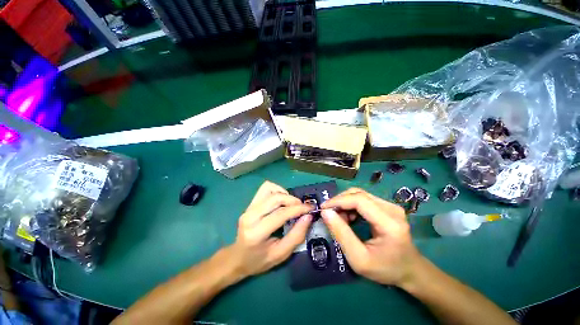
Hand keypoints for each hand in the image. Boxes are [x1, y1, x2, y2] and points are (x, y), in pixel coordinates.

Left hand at [227, 181, 312, 278]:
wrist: (238, 257)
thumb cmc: (259, 260)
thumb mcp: (281, 254)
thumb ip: (296, 235)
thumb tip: (308, 216)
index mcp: (256, 232)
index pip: (280, 213)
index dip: (298, 209)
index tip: (311, 208)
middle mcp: (250, 216)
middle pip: (275, 198)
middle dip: (293, 200)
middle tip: (302, 208)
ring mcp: (248, 208)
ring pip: (269, 189)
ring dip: (284, 194)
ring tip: (291, 204)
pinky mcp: (250, 204)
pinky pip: (265, 188)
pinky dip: (277, 191)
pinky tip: (281, 201)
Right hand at [321, 188, 421, 286]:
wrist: (409, 270)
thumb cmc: (385, 269)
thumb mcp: (359, 259)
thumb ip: (341, 234)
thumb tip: (325, 213)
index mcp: (389, 223)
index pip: (359, 200)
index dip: (338, 201)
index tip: (323, 208)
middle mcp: (392, 209)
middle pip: (359, 194)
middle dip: (340, 202)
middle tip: (330, 216)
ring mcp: (391, 206)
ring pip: (360, 194)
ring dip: (345, 203)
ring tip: (341, 219)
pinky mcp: (387, 206)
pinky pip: (364, 199)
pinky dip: (352, 205)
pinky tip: (350, 218)